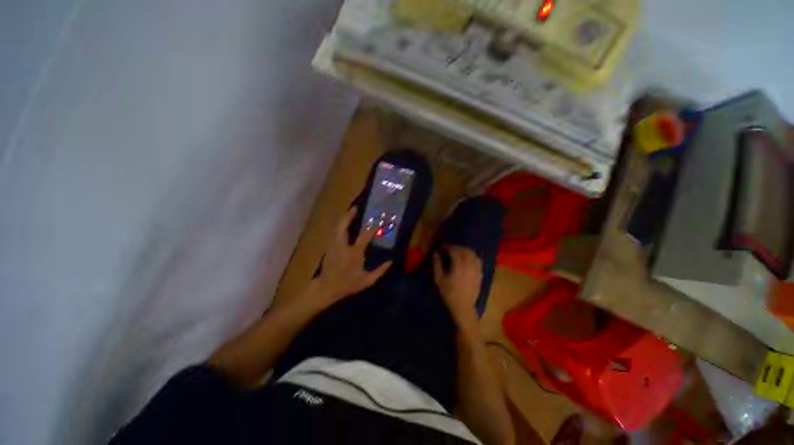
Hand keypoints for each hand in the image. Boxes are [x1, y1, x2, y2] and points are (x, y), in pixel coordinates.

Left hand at [312, 207, 391, 303]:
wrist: (326, 288)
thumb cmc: (347, 284)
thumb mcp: (367, 281)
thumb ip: (380, 271)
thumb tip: (391, 261)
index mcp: (354, 253)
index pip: (365, 236)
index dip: (372, 228)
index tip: (379, 223)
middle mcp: (342, 246)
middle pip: (343, 226)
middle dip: (349, 215)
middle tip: (356, 208)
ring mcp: (334, 245)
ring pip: (337, 227)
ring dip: (344, 218)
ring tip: (350, 212)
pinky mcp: (329, 246)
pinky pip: (334, 231)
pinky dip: (339, 224)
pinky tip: (344, 223)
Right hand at [433, 245, 481, 323]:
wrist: (463, 307)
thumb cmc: (449, 294)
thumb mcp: (439, 279)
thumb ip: (437, 264)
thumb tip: (436, 253)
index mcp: (459, 265)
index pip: (455, 250)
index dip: (448, 246)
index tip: (442, 246)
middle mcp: (469, 265)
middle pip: (465, 250)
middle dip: (457, 247)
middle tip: (449, 248)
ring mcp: (476, 270)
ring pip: (473, 254)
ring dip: (465, 251)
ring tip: (458, 252)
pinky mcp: (480, 274)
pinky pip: (478, 261)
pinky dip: (472, 257)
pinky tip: (468, 259)